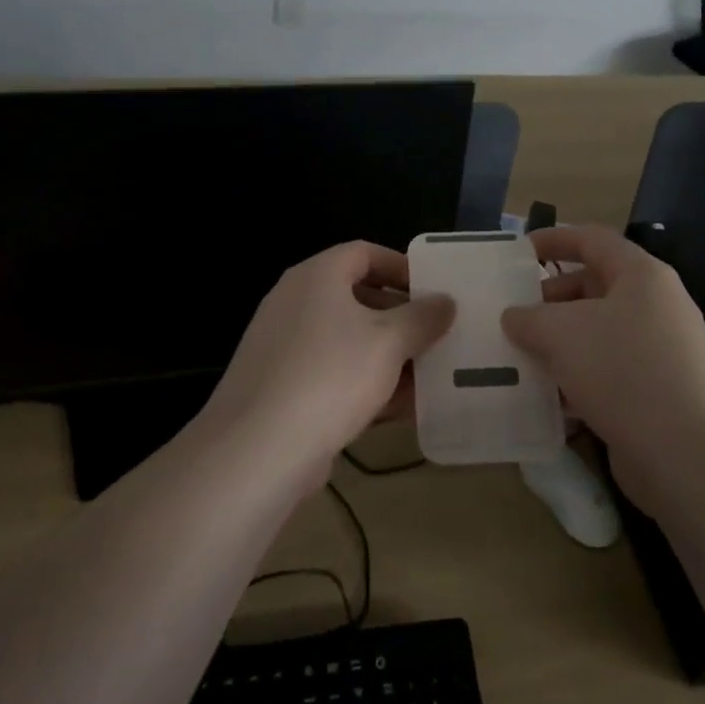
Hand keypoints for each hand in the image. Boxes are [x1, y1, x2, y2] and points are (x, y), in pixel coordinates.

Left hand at [201, 242, 453, 488]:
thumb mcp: (390, 342)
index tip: (434, 291)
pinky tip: (401, 409)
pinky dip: (366, 384)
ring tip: (429, 377)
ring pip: (347, 341)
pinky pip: (333, 374)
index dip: (402, 267)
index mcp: (316, 277)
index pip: (364, 253)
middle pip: (357, 297)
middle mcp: (295, 303)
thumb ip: (423, 317)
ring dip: (388, 356)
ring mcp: (284, 347)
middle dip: (401, 318)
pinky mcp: (282, 388)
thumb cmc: (331, 376)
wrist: (258, 450)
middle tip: (437, 336)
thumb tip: (446, 301)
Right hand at [501, 226, 704, 508]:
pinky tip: (545, 399)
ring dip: (557, 345)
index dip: (552, 239)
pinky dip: (575, 380)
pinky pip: (606, 374)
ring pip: (597, 335)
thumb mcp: (561, 333)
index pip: (592, 239)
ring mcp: (659, 353)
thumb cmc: (624, 371)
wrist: (690, 456)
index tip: (516, 253)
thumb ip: (529, 317)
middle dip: (548, 301)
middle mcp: (655, 307)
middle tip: (510, 318)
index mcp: (641, 276)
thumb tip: (514, 317)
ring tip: (517, 359)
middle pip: (593, 288)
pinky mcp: (656, 394)